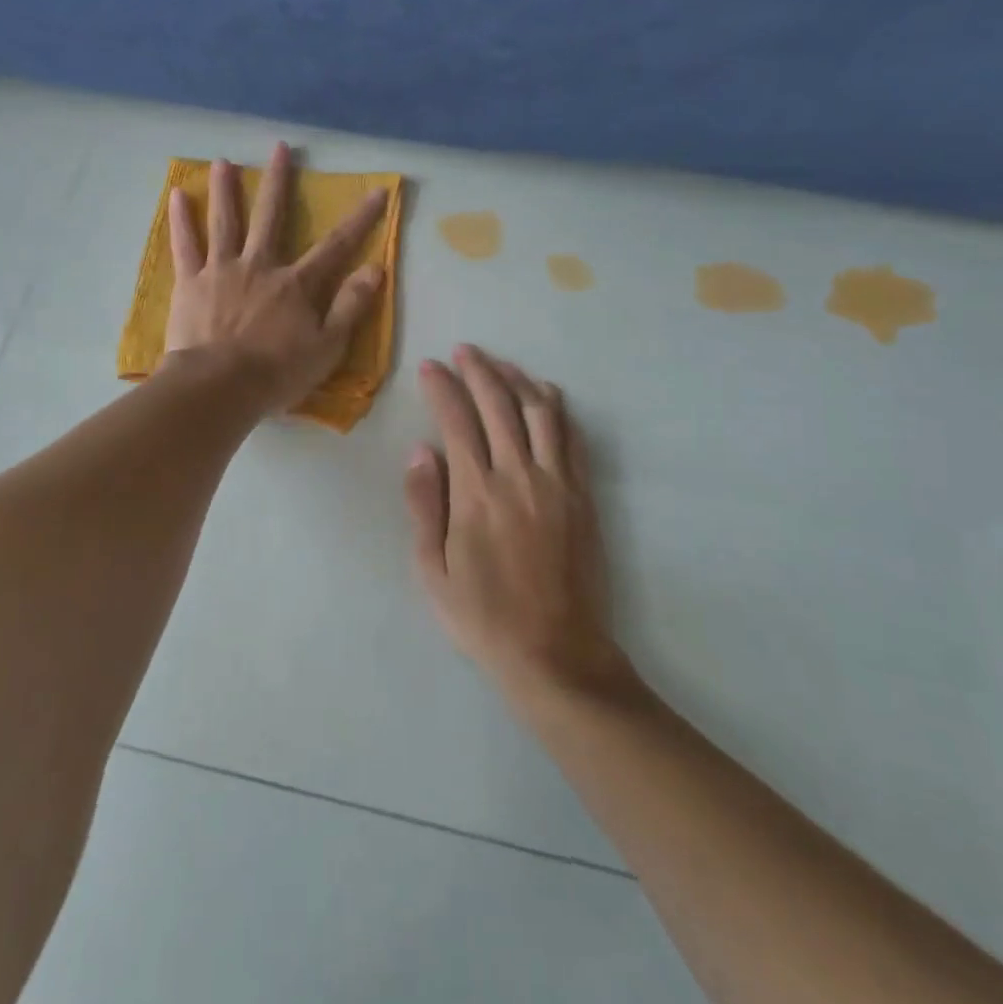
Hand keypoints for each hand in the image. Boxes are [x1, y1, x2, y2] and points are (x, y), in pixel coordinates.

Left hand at [164, 142, 387, 412]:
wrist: (219, 387)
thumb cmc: (277, 372)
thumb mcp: (327, 347)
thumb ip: (350, 306)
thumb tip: (375, 268)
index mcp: (296, 284)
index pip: (336, 245)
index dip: (360, 219)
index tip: (377, 191)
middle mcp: (260, 266)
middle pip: (271, 216)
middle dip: (277, 181)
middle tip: (280, 148)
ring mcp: (221, 271)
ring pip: (225, 222)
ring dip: (226, 189)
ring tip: (223, 161)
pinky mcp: (190, 283)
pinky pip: (185, 246)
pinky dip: (181, 220)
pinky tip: (178, 195)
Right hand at [407, 346, 628, 700]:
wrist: (555, 653)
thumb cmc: (483, 616)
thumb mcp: (433, 571)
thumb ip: (425, 506)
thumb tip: (420, 451)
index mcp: (477, 493)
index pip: (457, 422)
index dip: (443, 388)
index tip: (431, 366)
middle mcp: (518, 476)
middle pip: (499, 405)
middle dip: (479, 371)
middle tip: (464, 351)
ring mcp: (556, 483)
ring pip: (539, 412)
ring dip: (517, 380)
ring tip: (499, 363)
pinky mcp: (582, 495)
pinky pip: (571, 438)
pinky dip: (556, 408)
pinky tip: (544, 394)